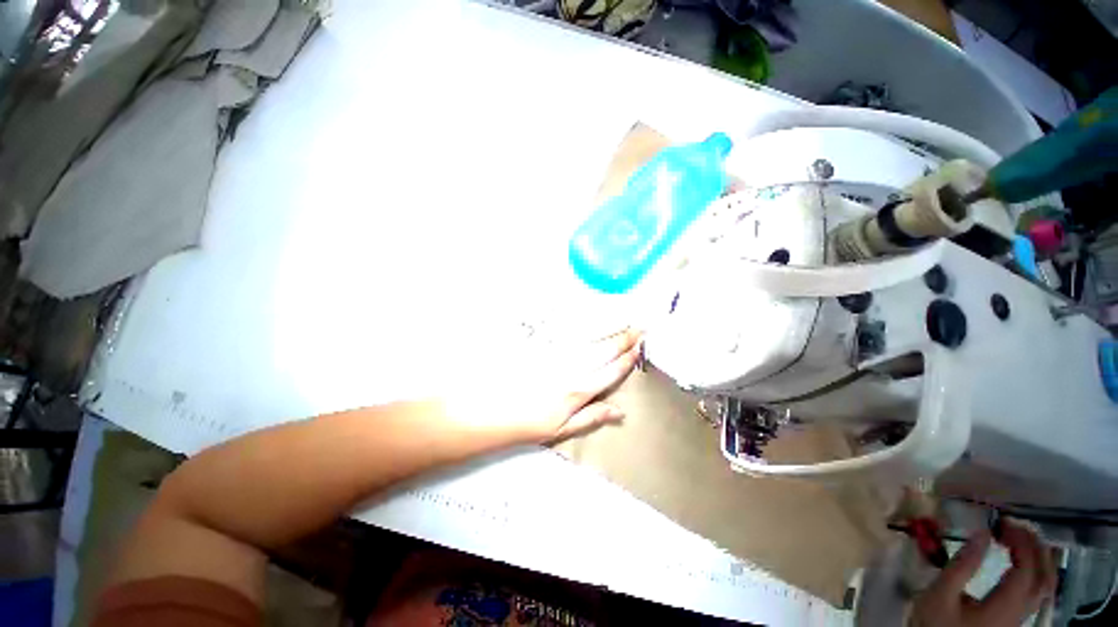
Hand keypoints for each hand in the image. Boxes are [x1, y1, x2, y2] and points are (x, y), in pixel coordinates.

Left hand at [445, 327, 642, 444]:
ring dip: (609, 327)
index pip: (610, 371)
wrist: (486, 407)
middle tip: (641, 327)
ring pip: (589, 336)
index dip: (627, 359)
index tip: (640, 348)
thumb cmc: (524, 423)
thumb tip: (620, 411)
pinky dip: (583, 321)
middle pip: (604, 349)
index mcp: (577, 390)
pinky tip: (592, 315)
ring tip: (624, 318)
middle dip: (624, 338)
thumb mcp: (560, 430)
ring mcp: (555, 352)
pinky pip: (567, 329)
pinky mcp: (541, 343)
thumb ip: (591, 417)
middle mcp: (571, 367)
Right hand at [910, 520, 1057, 626]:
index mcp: (1004, 606)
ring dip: (1039, 558)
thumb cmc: (936, 622)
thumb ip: (961, 566)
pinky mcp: (1014, 619)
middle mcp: (1020, 612)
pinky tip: (1023, 563)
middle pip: (1043, 578)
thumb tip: (982, 533)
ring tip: (1023, 538)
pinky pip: (1037, 592)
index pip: (1026, 569)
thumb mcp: (940, 595)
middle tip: (1017, 524)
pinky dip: (1036, 571)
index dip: (1021, 543)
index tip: (1004, 521)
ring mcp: (1020, 618)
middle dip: (1035, 547)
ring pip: (1044, 586)